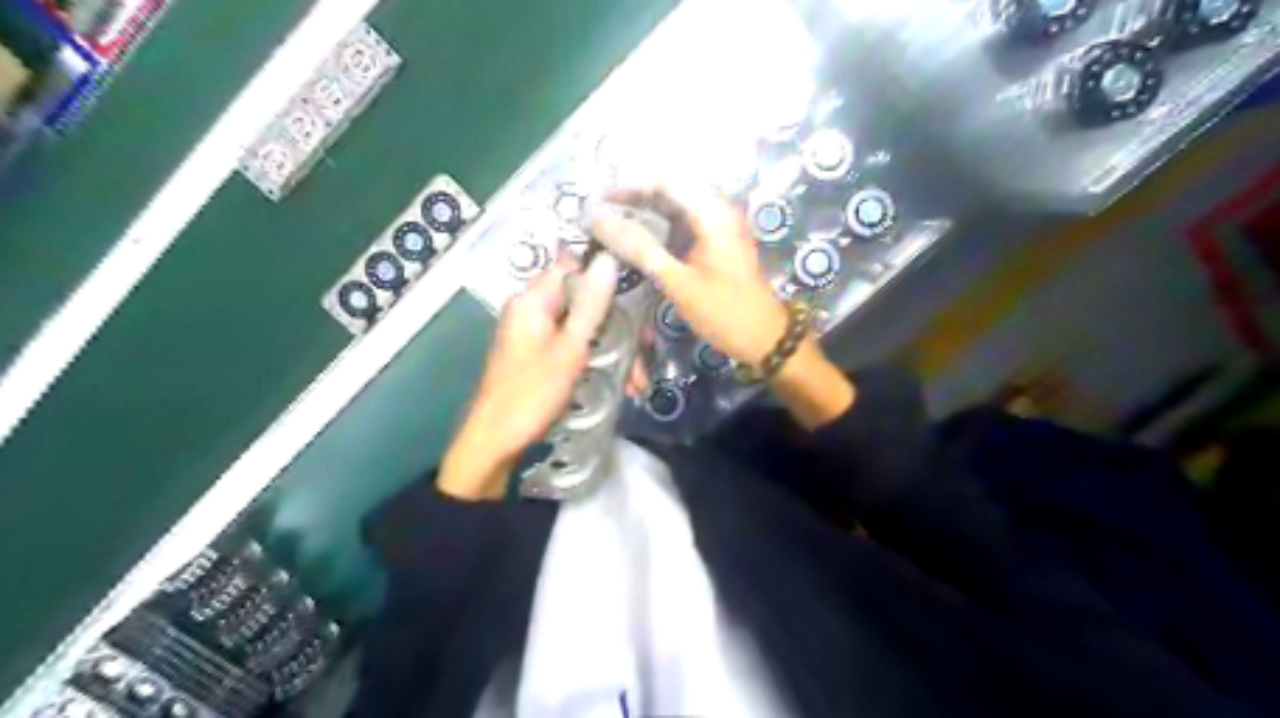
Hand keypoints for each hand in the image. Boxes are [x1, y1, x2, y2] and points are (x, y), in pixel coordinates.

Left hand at [440, 255, 618, 500]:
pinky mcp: (543, 355)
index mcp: (533, 300)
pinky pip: (577, 345)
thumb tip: (608, 258)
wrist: (496, 441)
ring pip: (586, 327)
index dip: (607, 274)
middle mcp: (534, 310)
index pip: (574, 266)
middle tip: (646, 349)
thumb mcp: (568, 349)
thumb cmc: (531, 394)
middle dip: (619, 325)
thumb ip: (591, 305)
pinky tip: (622, 385)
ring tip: (637, 381)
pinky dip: (599, 360)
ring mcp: (538, 334)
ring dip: (614, 349)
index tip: (639, 292)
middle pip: (585, 300)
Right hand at [589, 185, 792, 365]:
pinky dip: (658, 230)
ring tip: (611, 227)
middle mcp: (718, 210)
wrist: (765, 338)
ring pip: (674, 207)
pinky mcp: (715, 242)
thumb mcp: (678, 282)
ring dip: (644, 214)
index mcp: (713, 213)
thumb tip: (599, 220)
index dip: (630, 183)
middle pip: (670, 189)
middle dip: (634, 198)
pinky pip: (682, 224)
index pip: (665, 179)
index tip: (599, 198)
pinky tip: (636, 243)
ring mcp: (718, 226)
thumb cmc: (724, 312)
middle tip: (600, 216)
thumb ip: (640, 248)